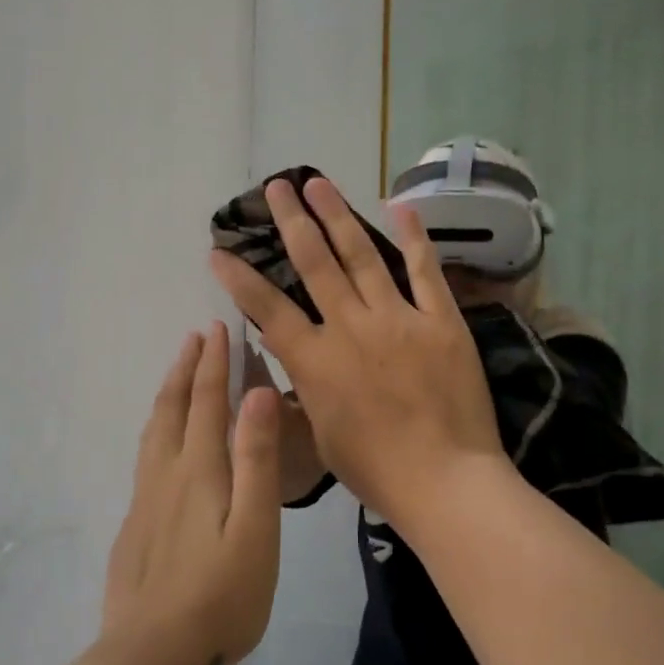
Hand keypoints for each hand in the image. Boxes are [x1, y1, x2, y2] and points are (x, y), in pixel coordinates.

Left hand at [103, 322, 282, 664]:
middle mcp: (166, 475)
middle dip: (186, 368)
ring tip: (177, 374)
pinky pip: (145, 457)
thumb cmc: (221, 594)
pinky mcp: (135, 526)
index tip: (217, 328)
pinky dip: (157, 429)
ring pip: (153, 431)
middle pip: (173, 408)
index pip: (207, 401)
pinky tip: (161, 444)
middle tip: (195, 337)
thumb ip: (256, 458)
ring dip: (168, 394)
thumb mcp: (256, 526)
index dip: (213, 363)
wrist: (151, 657)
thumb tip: (258, 392)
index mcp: (199, 470)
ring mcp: (145, 501)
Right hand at [209, 176, 504, 529]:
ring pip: (362, 256)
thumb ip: (301, 383)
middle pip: (314, 263)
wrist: (445, 481)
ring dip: (337, 215)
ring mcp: (398, 319)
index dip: (239, 278)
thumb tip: (281, 345)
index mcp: (316, 361)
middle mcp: (351, 328)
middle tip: (276, 187)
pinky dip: (413, 237)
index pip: (267, 309)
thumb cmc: (375, 470)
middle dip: (291, 222)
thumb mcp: (319, 432)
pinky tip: (399, 206)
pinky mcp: (440, 321)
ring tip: (318, 183)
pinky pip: (425, 271)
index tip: (218, 249)